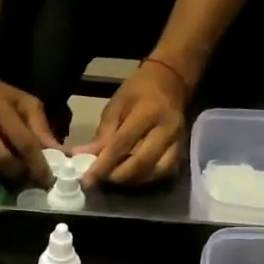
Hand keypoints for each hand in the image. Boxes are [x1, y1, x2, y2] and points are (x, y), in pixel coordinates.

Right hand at [0, 69, 58, 186]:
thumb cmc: (0, 96)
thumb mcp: (25, 103)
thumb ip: (42, 127)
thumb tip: (61, 154)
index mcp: (1, 110)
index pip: (24, 143)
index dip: (37, 165)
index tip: (48, 180)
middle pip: (0, 159)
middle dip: (17, 175)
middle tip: (29, 183)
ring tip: (11, 181)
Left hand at [75, 62, 189, 187]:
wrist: (171, 82)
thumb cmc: (139, 91)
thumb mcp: (116, 105)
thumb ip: (102, 134)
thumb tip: (82, 157)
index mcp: (148, 112)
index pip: (123, 144)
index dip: (104, 164)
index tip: (87, 179)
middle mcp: (167, 130)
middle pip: (141, 163)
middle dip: (116, 176)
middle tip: (98, 181)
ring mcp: (178, 143)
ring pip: (153, 172)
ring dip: (130, 180)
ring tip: (112, 179)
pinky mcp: (182, 152)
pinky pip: (163, 173)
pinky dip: (145, 179)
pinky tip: (131, 177)